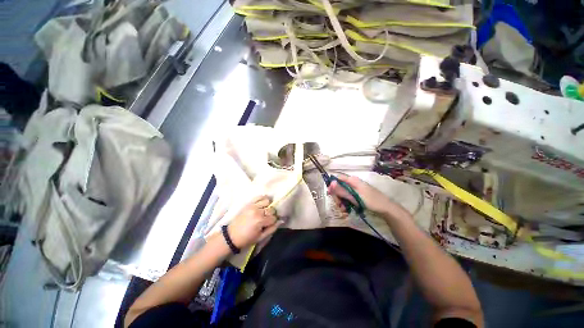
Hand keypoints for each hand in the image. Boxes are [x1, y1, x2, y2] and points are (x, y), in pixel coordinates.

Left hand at [227, 196, 282, 248]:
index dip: (273, 221)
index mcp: (260, 221)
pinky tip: (263, 204)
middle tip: (268, 219)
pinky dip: (263, 199)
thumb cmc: (246, 239)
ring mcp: (253, 206)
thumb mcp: (260, 237)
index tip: (270, 224)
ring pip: (267, 201)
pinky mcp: (249, 203)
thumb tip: (281, 221)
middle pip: (271, 209)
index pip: (274, 217)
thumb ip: (272, 229)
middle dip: (271, 214)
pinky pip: (259, 197)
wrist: (231, 236)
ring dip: (268, 206)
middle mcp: (257, 211)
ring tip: (265, 211)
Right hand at [327, 174, 407, 216]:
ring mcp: (354, 189)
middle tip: (339, 205)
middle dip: (337, 196)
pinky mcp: (356, 196)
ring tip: (344, 210)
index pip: (337, 178)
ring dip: (341, 202)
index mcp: (352, 180)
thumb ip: (342, 190)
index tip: (329, 194)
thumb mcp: (355, 196)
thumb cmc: (371, 201)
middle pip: (338, 187)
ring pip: (342, 194)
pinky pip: (347, 198)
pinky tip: (346, 210)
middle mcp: (352, 183)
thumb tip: (331, 183)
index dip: (332, 185)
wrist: (386, 209)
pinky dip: (345, 204)